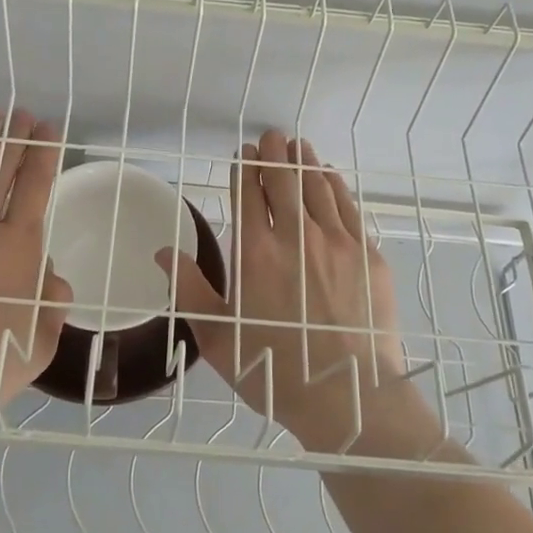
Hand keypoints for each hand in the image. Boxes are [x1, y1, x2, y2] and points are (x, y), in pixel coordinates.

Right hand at [158, 129, 420, 452]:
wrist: (348, 397)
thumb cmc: (274, 370)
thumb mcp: (217, 337)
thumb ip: (189, 290)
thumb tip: (164, 252)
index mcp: (255, 252)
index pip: (248, 195)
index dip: (244, 169)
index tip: (243, 153)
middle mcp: (296, 236)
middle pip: (284, 181)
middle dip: (274, 154)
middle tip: (270, 135)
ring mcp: (338, 243)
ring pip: (318, 188)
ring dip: (305, 162)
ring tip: (298, 146)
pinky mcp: (368, 256)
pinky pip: (349, 208)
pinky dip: (336, 186)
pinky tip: (330, 177)